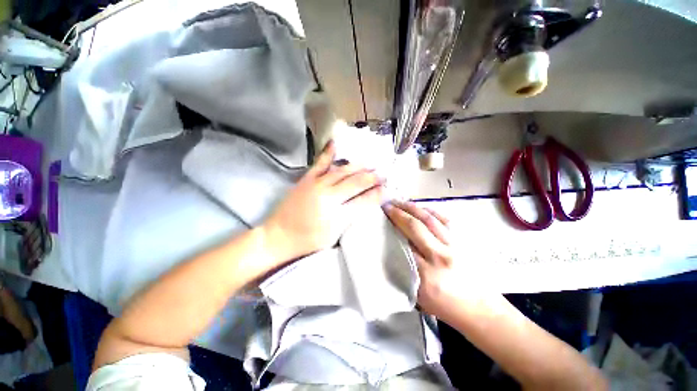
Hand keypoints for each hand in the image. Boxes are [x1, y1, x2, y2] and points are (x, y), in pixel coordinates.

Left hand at [262, 141, 383, 263]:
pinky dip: (329, 152)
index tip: (388, 188)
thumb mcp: (334, 234)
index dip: (378, 193)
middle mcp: (329, 195)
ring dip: (359, 166)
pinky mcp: (307, 179)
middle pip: (356, 182)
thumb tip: (369, 202)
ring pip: (343, 171)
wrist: (279, 235)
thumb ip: (352, 216)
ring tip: (370, 162)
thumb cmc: (309, 240)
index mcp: (337, 213)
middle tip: (384, 172)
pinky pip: (320, 163)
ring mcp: (317, 184)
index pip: (364, 199)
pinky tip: (336, 143)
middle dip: (372, 176)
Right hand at [383, 201, 463, 317]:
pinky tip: (420, 208)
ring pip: (430, 219)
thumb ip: (403, 271)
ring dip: (412, 208)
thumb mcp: (417, 294)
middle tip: (387, 205)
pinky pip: (444, 219)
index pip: (403, 244)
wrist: (479, 308)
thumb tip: (391, 247)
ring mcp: (454, 246)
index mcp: (426, 273)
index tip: (381, 217)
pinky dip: (430, 211)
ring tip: (400, 202)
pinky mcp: (464, 241)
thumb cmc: (445, 305)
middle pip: (415, 227)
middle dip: (398, 213)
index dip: (391, 227)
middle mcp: (440, 256)